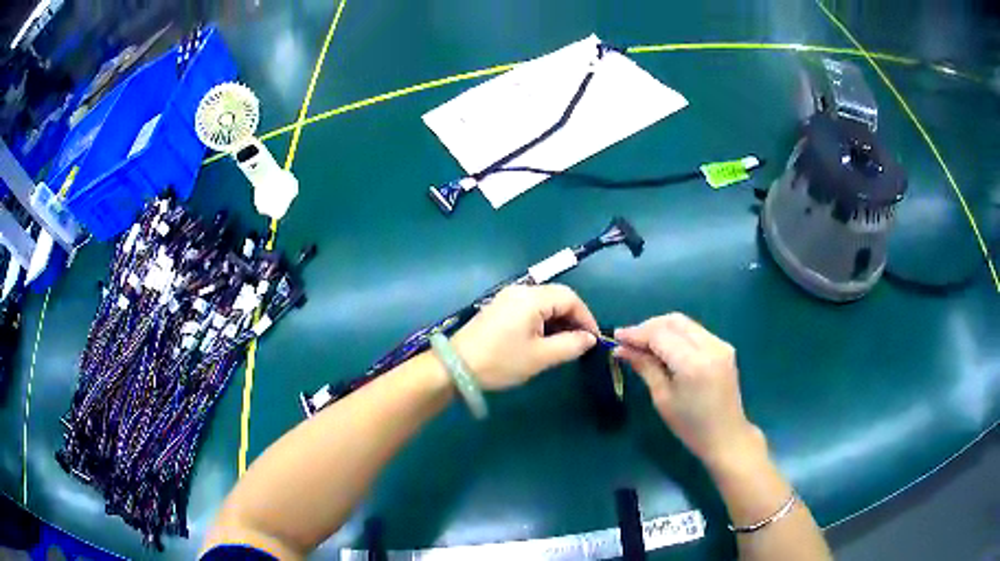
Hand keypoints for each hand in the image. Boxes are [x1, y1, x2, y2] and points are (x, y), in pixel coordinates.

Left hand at [450, 284, 598, 390]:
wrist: (456, 367)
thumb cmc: (501, 361)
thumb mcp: (540, 357)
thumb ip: (570, 345)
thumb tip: (589, 339)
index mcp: (531, 298)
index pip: (570, 298)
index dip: (586, 317)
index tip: (593, 339)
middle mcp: (520, 291)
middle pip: (557, 297)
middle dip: (573, 318)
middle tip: (581, 343)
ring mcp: (507, 298)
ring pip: (544, 303)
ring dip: (558, 320)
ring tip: (565, 344)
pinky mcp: (499, 308)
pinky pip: (530, 308)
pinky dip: (543, 321)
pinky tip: (544, 340)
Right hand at [614, 313, 763, 470]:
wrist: (726, 435)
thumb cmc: (690, 426)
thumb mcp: (662, 398)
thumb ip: (645, 367)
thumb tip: (621, 349)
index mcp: (693, 363)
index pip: (660, 335)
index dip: (636, 333)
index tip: (616, 337)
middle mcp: (710, 346)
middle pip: (674, 321)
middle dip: (648, 326)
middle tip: (628, 340)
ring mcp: (720, 344)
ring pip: (685, 323)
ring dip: (662, 328)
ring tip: (643, 344)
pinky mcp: (724, 347)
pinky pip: (695, 332)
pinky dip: (677, 334)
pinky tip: (665, 348)